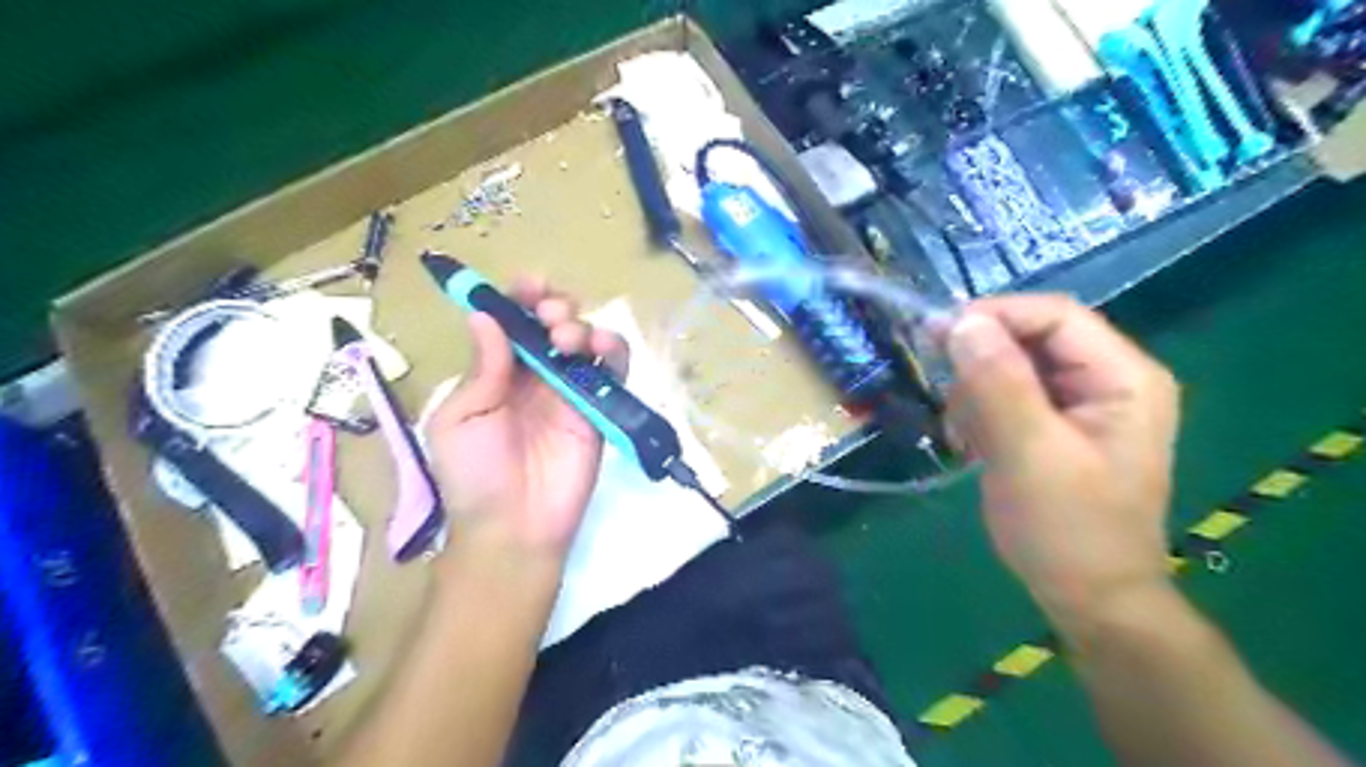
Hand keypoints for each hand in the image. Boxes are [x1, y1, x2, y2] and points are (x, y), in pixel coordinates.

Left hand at [426, 282, 629, 562]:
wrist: (514, 527)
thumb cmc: (474, 475)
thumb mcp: (461, 419)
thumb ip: (483, 368)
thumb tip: (485, 315)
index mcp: (496, 372)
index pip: (512, 322)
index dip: (520, 298)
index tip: (528, 286)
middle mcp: (535, 374)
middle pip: (552, 323)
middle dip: (554, 306)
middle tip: (550, 316)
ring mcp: (570, 391)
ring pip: (585, 340)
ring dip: (581, 325)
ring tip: (569, 338)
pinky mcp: (599, 409)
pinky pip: (612, 371)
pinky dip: (613, 351)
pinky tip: (602, 347)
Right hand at [948, 298, 1180, 631]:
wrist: (1087, 597)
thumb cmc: (1068, 529)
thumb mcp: (1031, 453)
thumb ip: (999, 384)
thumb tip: (961, 321)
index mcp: (1122, 377)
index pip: (1054, 316)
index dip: (995, 316)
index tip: (937, 336)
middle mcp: (1105, 379)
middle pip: (1030, 338)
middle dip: (982, 364)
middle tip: (949, 402)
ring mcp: (1079, 403)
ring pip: (1010, 365)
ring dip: (976, 393)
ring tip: (966, 436)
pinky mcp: (1053, 425)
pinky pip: (1005, 394)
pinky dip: (979, 412)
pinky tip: (973, 444)